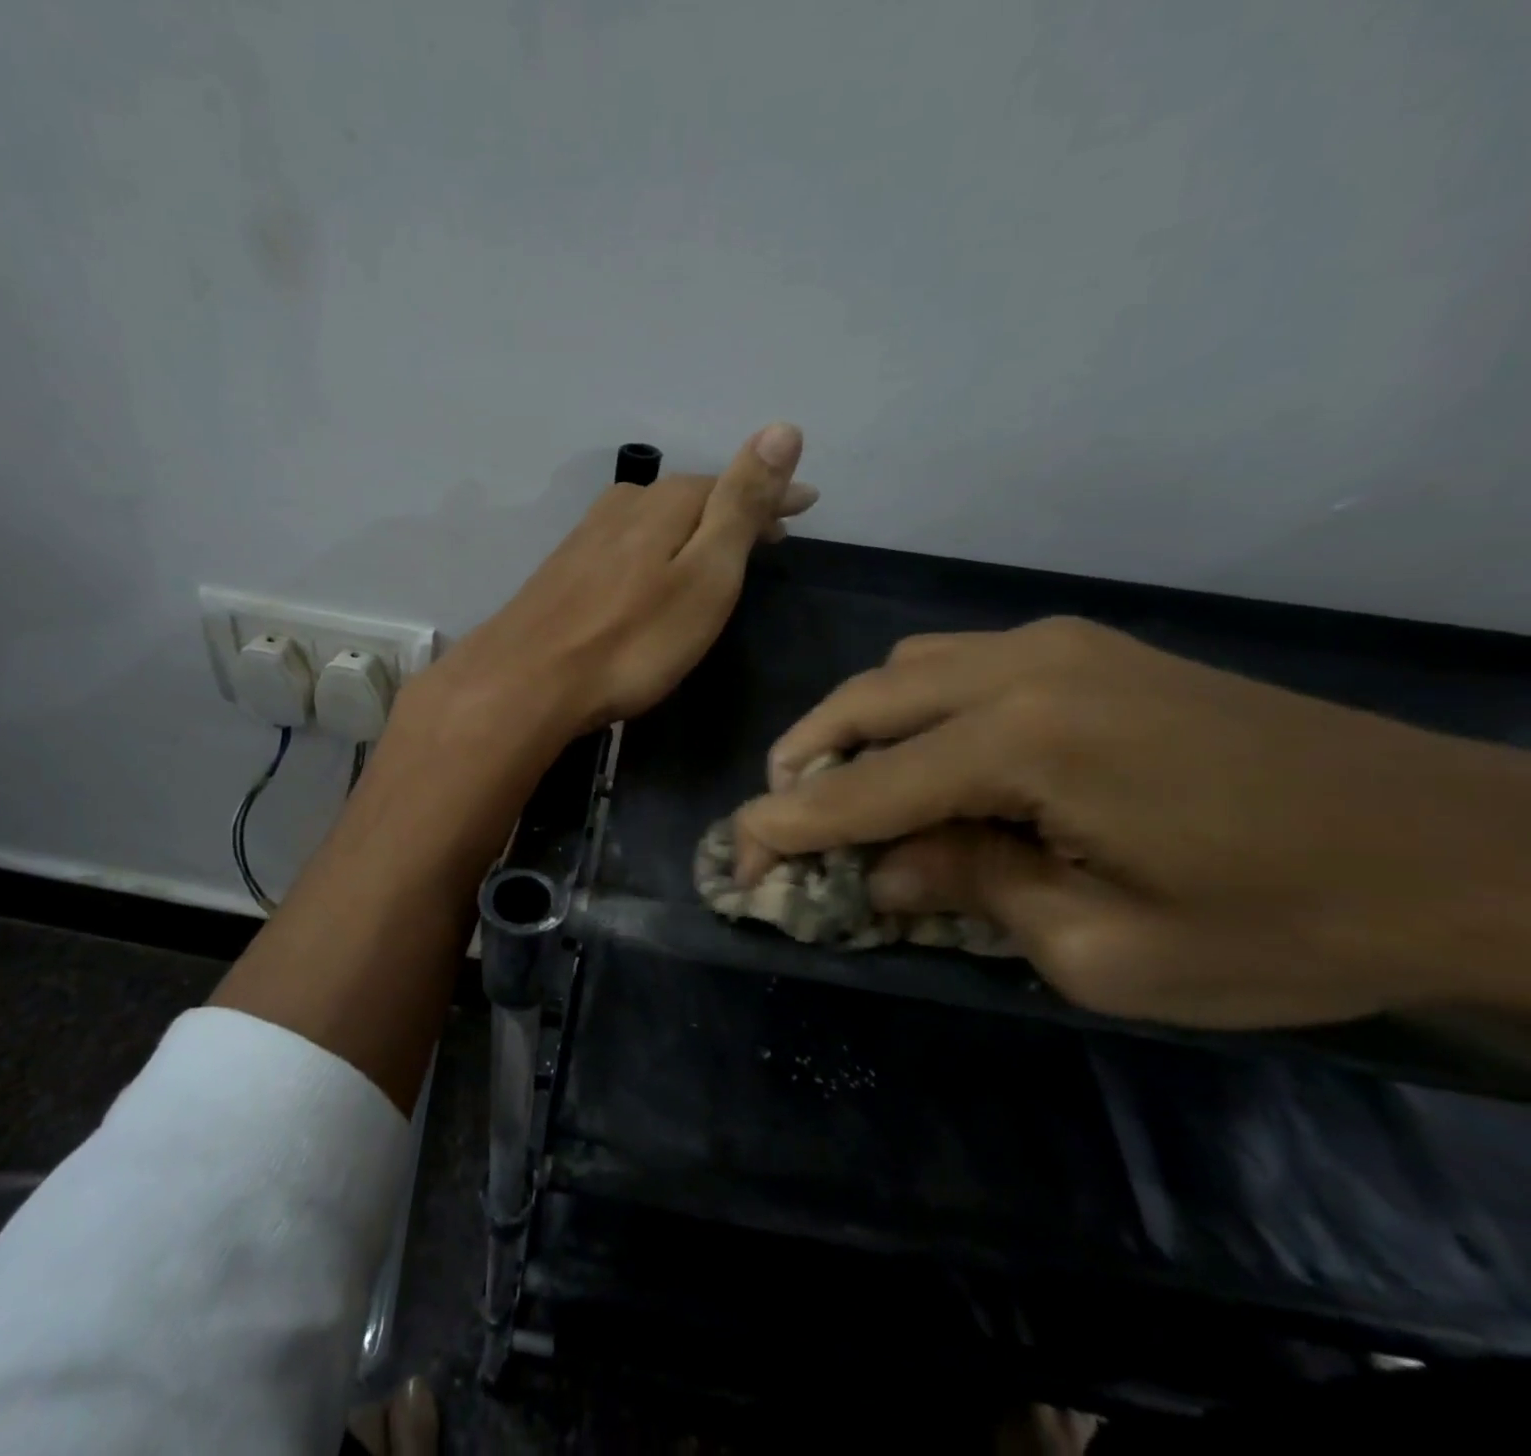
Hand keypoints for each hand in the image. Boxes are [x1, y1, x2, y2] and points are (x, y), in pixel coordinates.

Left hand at [416, 422, 814, 739]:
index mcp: (665, 503)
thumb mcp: (705, 575)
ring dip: (692, 529)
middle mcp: (623, 507)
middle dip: (733, 510)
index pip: (732, 485)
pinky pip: (626, 545)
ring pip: (655, 521)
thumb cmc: (633, 640)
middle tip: (770, 530)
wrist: (529, 682)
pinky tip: (653, 570)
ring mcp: (586, 538)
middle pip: (692, 499)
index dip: (772, 496)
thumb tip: (783, 428)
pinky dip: (655, 549)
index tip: (806, 505)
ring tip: (717, 548)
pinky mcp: (563, 571)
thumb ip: (740, 505)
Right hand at [734, 617, 1530, 1026]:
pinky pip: (955, 662)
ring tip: (849, 788)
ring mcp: (1056, 644)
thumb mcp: (1099, 952)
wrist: (1463, 853)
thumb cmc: (1280, 926)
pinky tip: (930, 755)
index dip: (790, 825)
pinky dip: (911, 706)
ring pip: (903, 670)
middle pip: (864, 702)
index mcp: (1026, 742)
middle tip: (781, 817)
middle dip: (805, 760)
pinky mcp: (1086, 646)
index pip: (867, 788)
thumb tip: (880, 866)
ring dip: (855, 727)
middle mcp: (1024, 667)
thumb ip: (966, 891)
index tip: (737, 852)